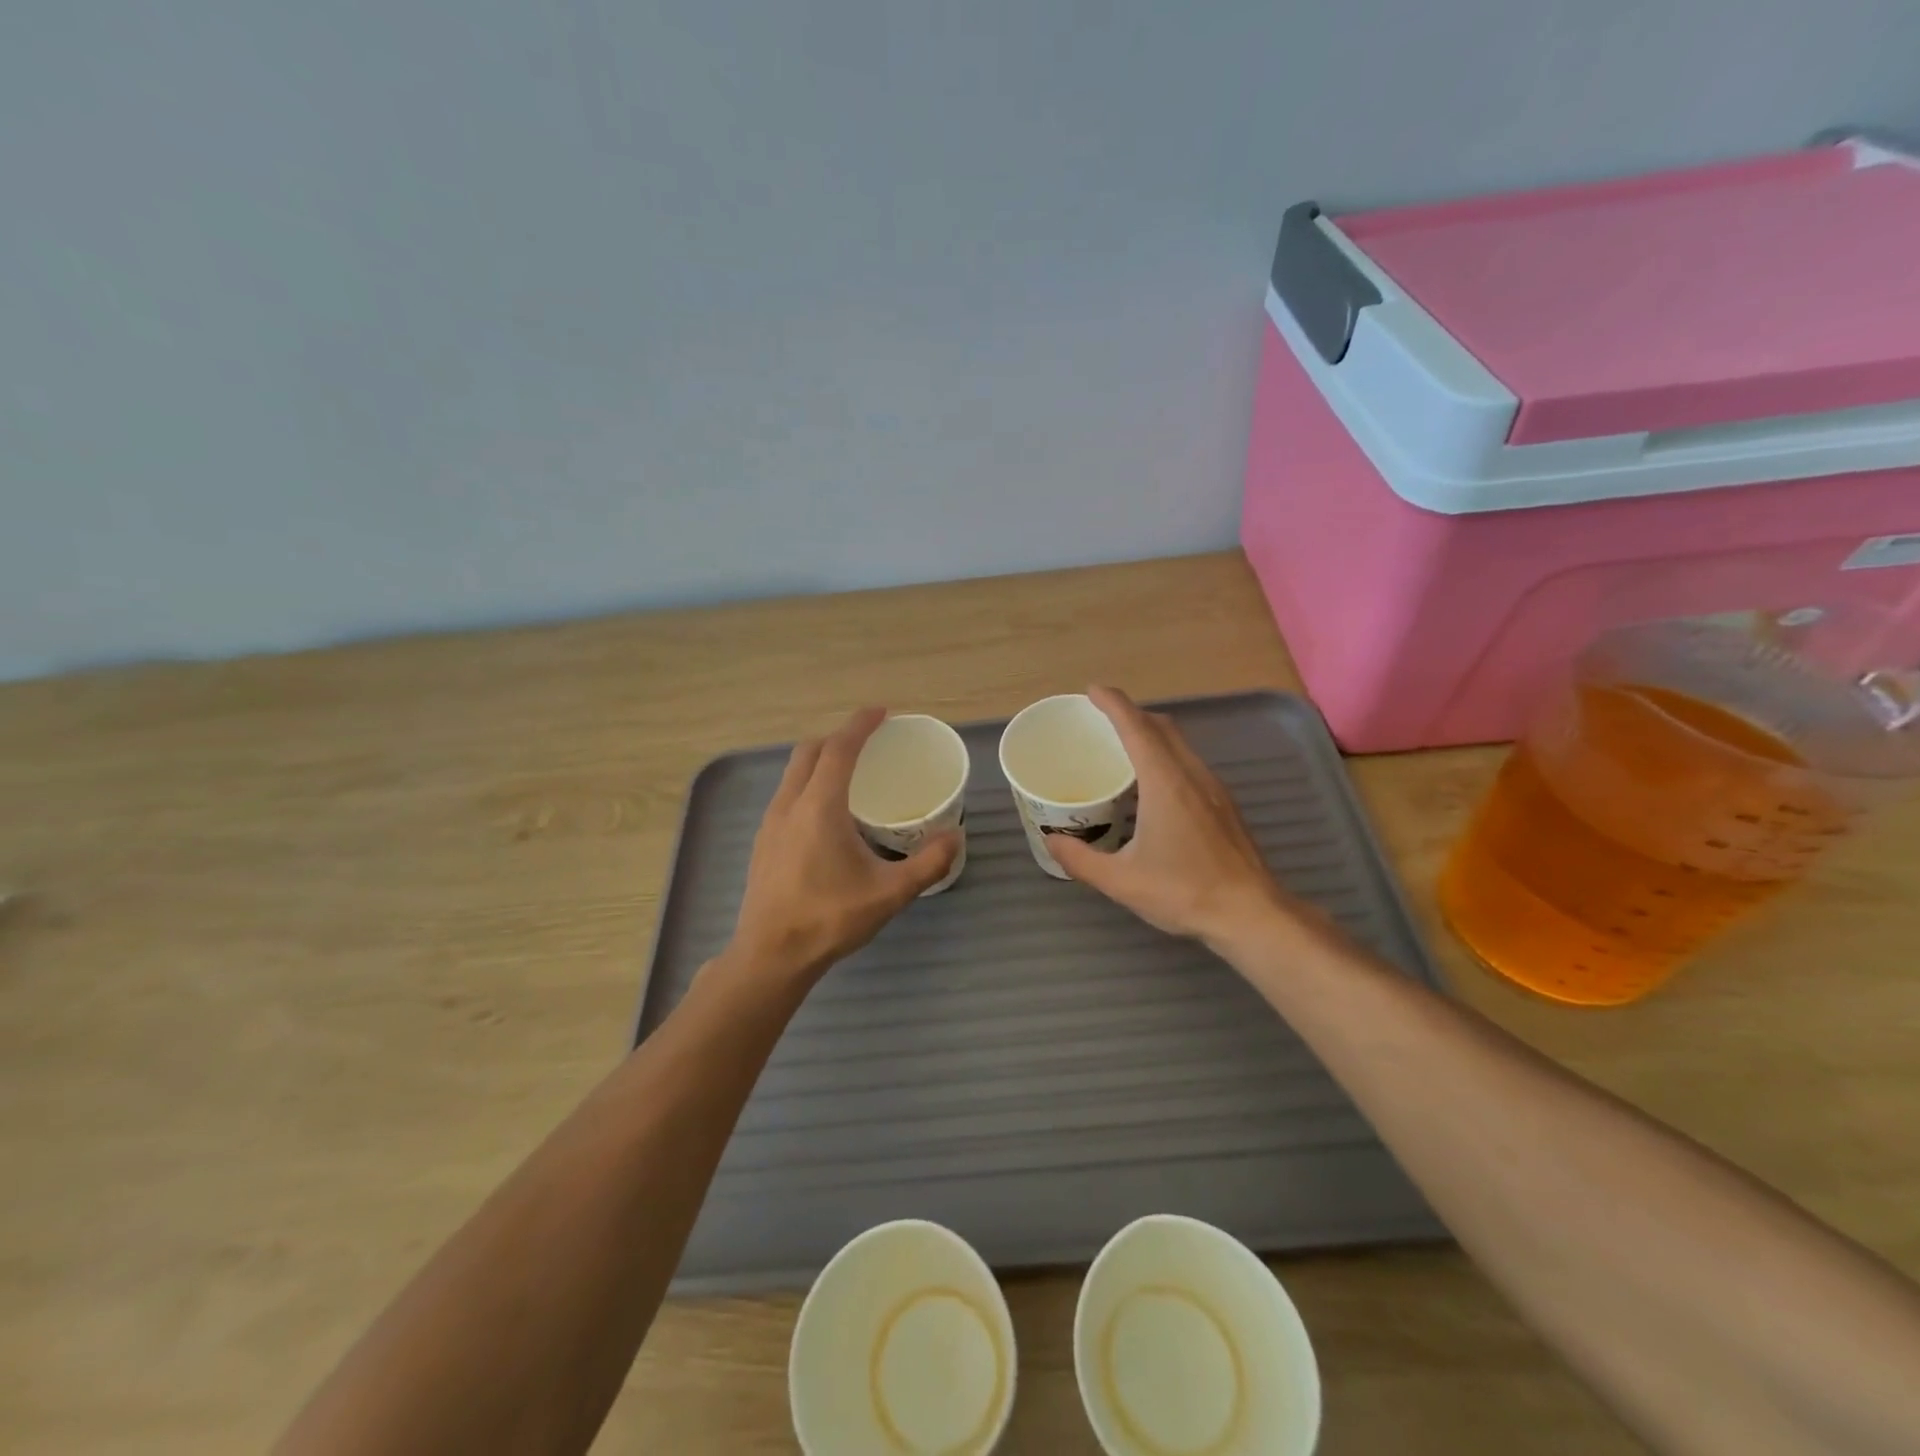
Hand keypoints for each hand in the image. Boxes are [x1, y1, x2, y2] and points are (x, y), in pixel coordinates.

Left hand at [727, 708, 958, 980]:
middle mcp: (789, 804)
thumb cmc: (828, 919)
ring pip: (794, 773)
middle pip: (810, 751)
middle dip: (838, 737)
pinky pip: (787, 794)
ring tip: (850, 773)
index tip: (881, 712)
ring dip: (820, 760)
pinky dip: (808, 784)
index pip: (839, 749)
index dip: (861, 725)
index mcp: (819, 807)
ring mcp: (770, 823)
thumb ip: (927, 864)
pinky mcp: (763, 842)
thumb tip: (955, 837)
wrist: (770, 956)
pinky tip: (827, 814)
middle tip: (869, 742)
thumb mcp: (888, 894)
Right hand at [1048, 687, 1303, 948]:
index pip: (1136, 728)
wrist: (1252, 914)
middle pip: (1161, 727)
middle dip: (1130, 713)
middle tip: (1100, 719)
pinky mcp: (1223, 804)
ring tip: (1122, 747)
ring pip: (1179, 744)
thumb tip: (1051, 839)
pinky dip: (1166, 755)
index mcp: (1165, 783)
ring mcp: (1213, 788)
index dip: (1113, 704)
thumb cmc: (1185, 892)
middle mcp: (1191, 775)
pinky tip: (1153, 785)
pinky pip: (1189, 762)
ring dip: (1150, 734)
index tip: (1092, 691)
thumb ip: (1081, 859)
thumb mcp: (1122, 882)